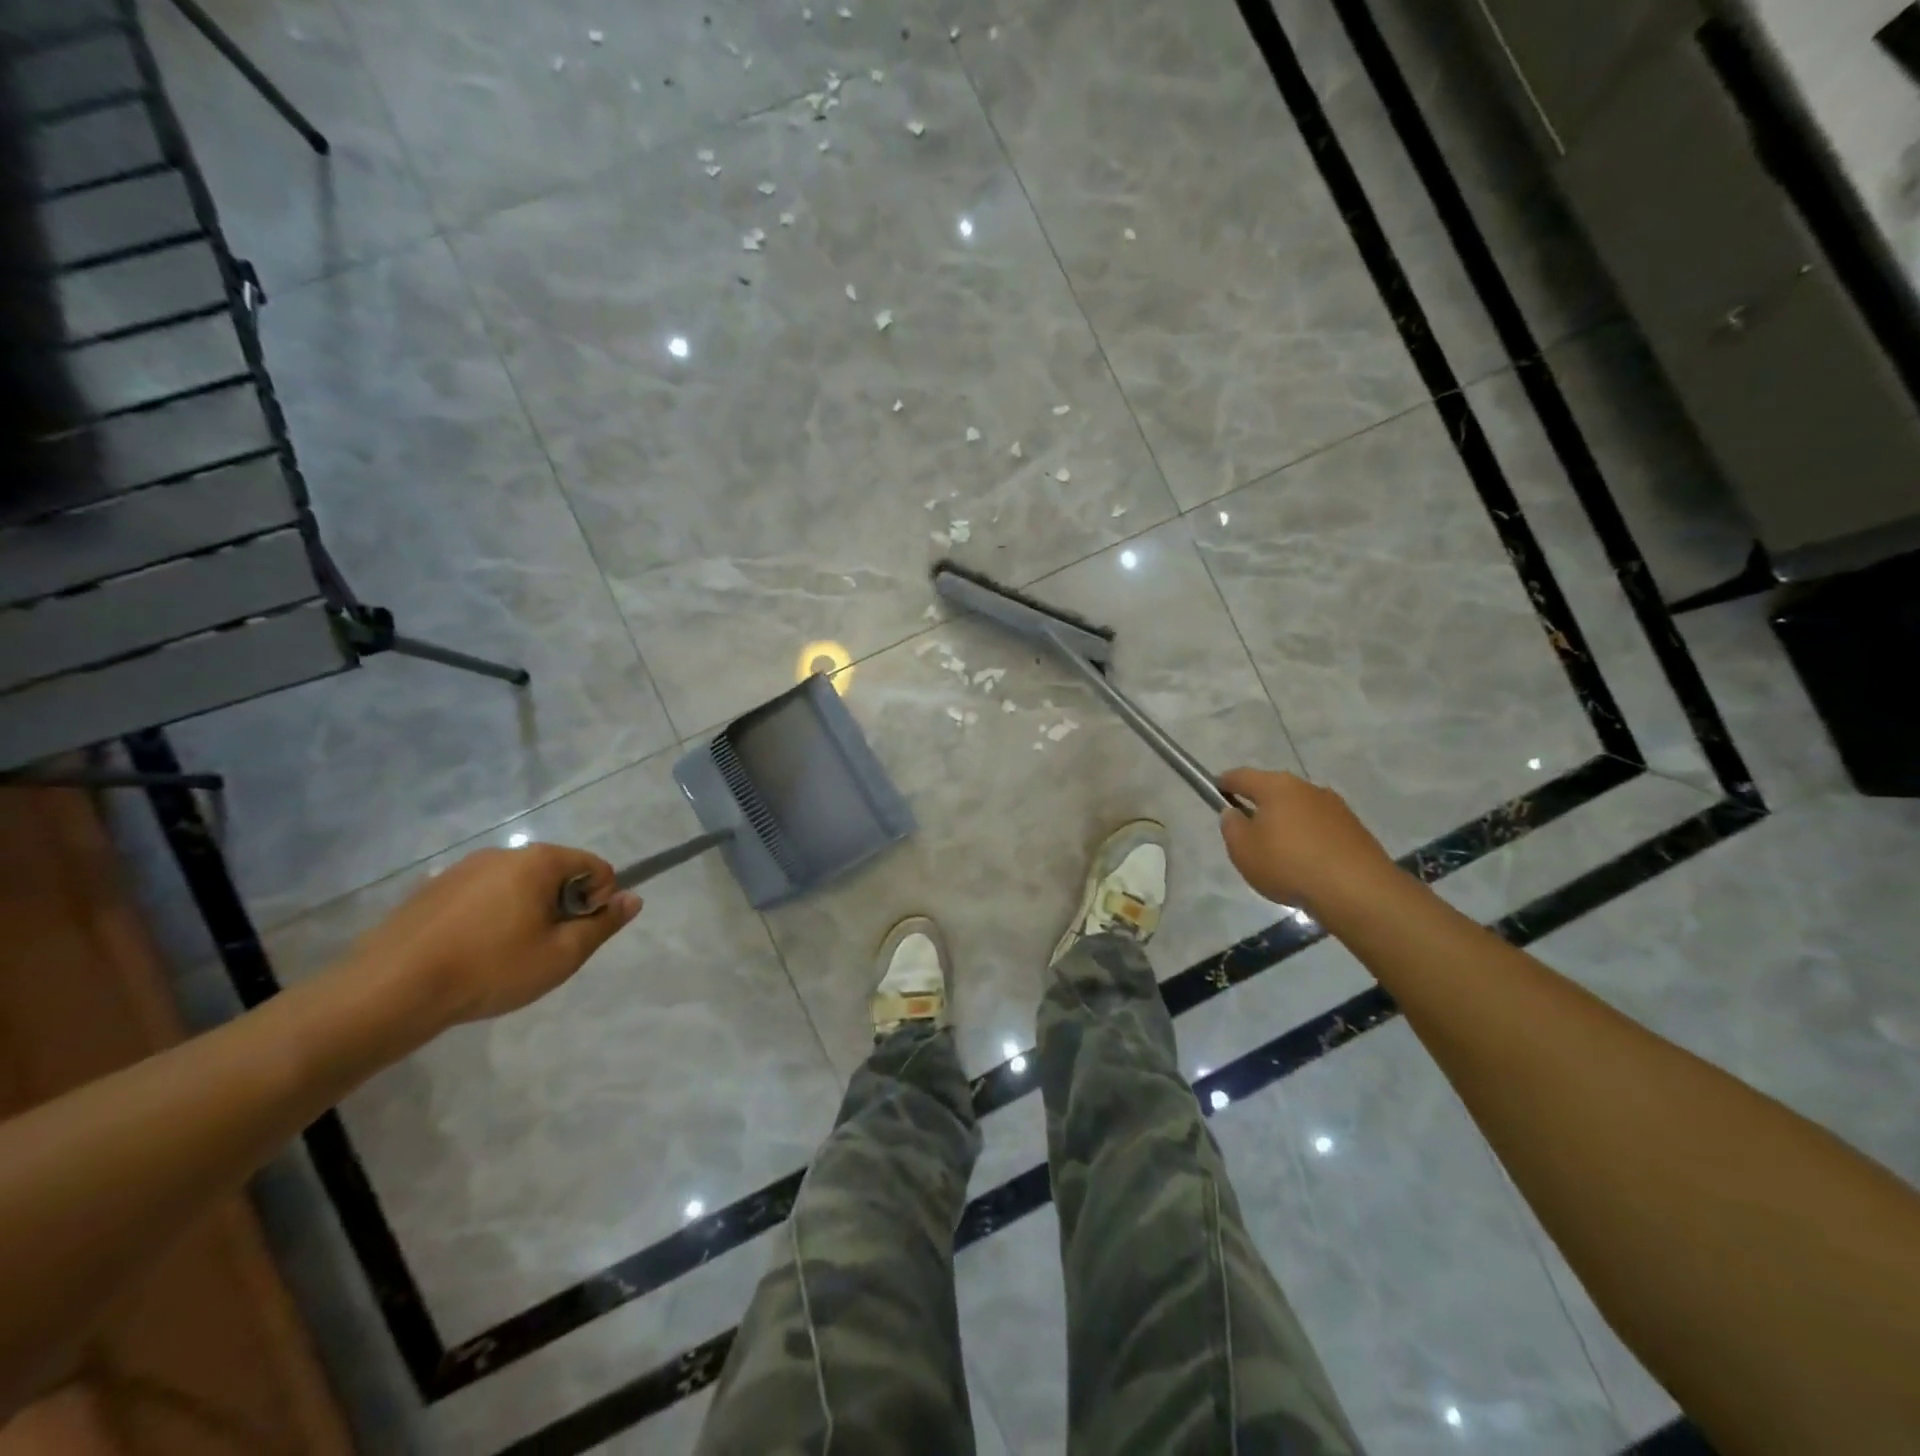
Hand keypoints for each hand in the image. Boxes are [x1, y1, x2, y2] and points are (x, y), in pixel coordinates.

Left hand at [342, 843, 641, 1030]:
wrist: (389, 992)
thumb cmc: (491, 969)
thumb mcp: (562, 955)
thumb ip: (603, 924)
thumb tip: (633, 898)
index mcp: (538, 861)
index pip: (595, 866)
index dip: (599, 901)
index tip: (578, 935)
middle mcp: (502, 854)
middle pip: (555, 873)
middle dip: (562, 906)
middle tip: (544, 950)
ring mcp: (462, 869)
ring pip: (516, 885)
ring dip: (525, 912)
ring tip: (505, 956)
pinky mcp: (431, 890)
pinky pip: (481, 896)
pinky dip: (489, 918)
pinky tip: (471, 954)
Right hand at [1217, 768, 1397, 915]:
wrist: (1357, 891)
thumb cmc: (1288, 864)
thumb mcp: (1243, 849)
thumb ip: (1231, 826)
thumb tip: (1234, 812)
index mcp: (1276, 786)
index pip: (1242, 776)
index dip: (1224, 782)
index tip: (1215, 790)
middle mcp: (1307, 788)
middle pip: (1274, 790)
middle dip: (1258, 804)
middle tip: (1246, 829)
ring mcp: (1335, 807)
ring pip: (1299, 809)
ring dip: (1285, 822)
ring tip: (1277, 852)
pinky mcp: (1354, 829)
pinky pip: (1319, 827)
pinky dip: (1307, 838)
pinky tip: (1304, 862)